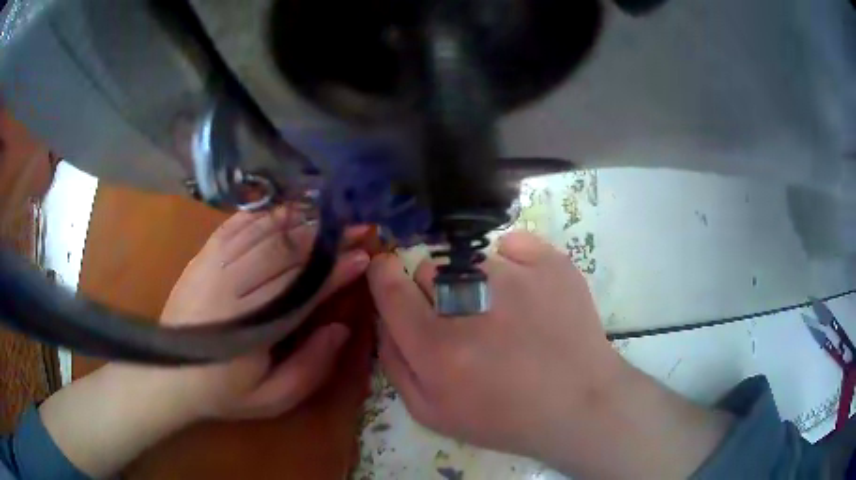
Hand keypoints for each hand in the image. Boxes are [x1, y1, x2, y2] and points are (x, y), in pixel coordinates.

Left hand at [158, 207, 369, 419]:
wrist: (168, 374)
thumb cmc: (222, 391)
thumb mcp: (271, 399)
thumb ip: (310, 369)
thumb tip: (340, 329)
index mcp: (251, 325)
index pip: (302, 288)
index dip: (335, 270)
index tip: (363, 256)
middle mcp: (231, 286)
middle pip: (285, 252)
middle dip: (325, 238)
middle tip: (356, 227)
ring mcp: (213, 265)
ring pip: (263, 233)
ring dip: (299, 221)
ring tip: (329, 215)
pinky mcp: (202, 256)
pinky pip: (236, 225)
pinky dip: (263, 215)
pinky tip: (284, 212)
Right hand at [368, 231, 731, 477]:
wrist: (578, 403)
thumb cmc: (504, 418)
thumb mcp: (431, 412)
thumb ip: (394, 362)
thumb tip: (385, 315)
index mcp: (436, 346)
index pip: (389, 286)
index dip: (383, 274)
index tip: (387, 272)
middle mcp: (471, 303)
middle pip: (428, 269)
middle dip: (435, 292)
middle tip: (465, 321)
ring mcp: (517, 275)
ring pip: (470, 259)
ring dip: (476, 283)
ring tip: (506, 315)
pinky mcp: (551, 262)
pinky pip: (512, 244)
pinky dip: (514, 263)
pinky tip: (528, 294)